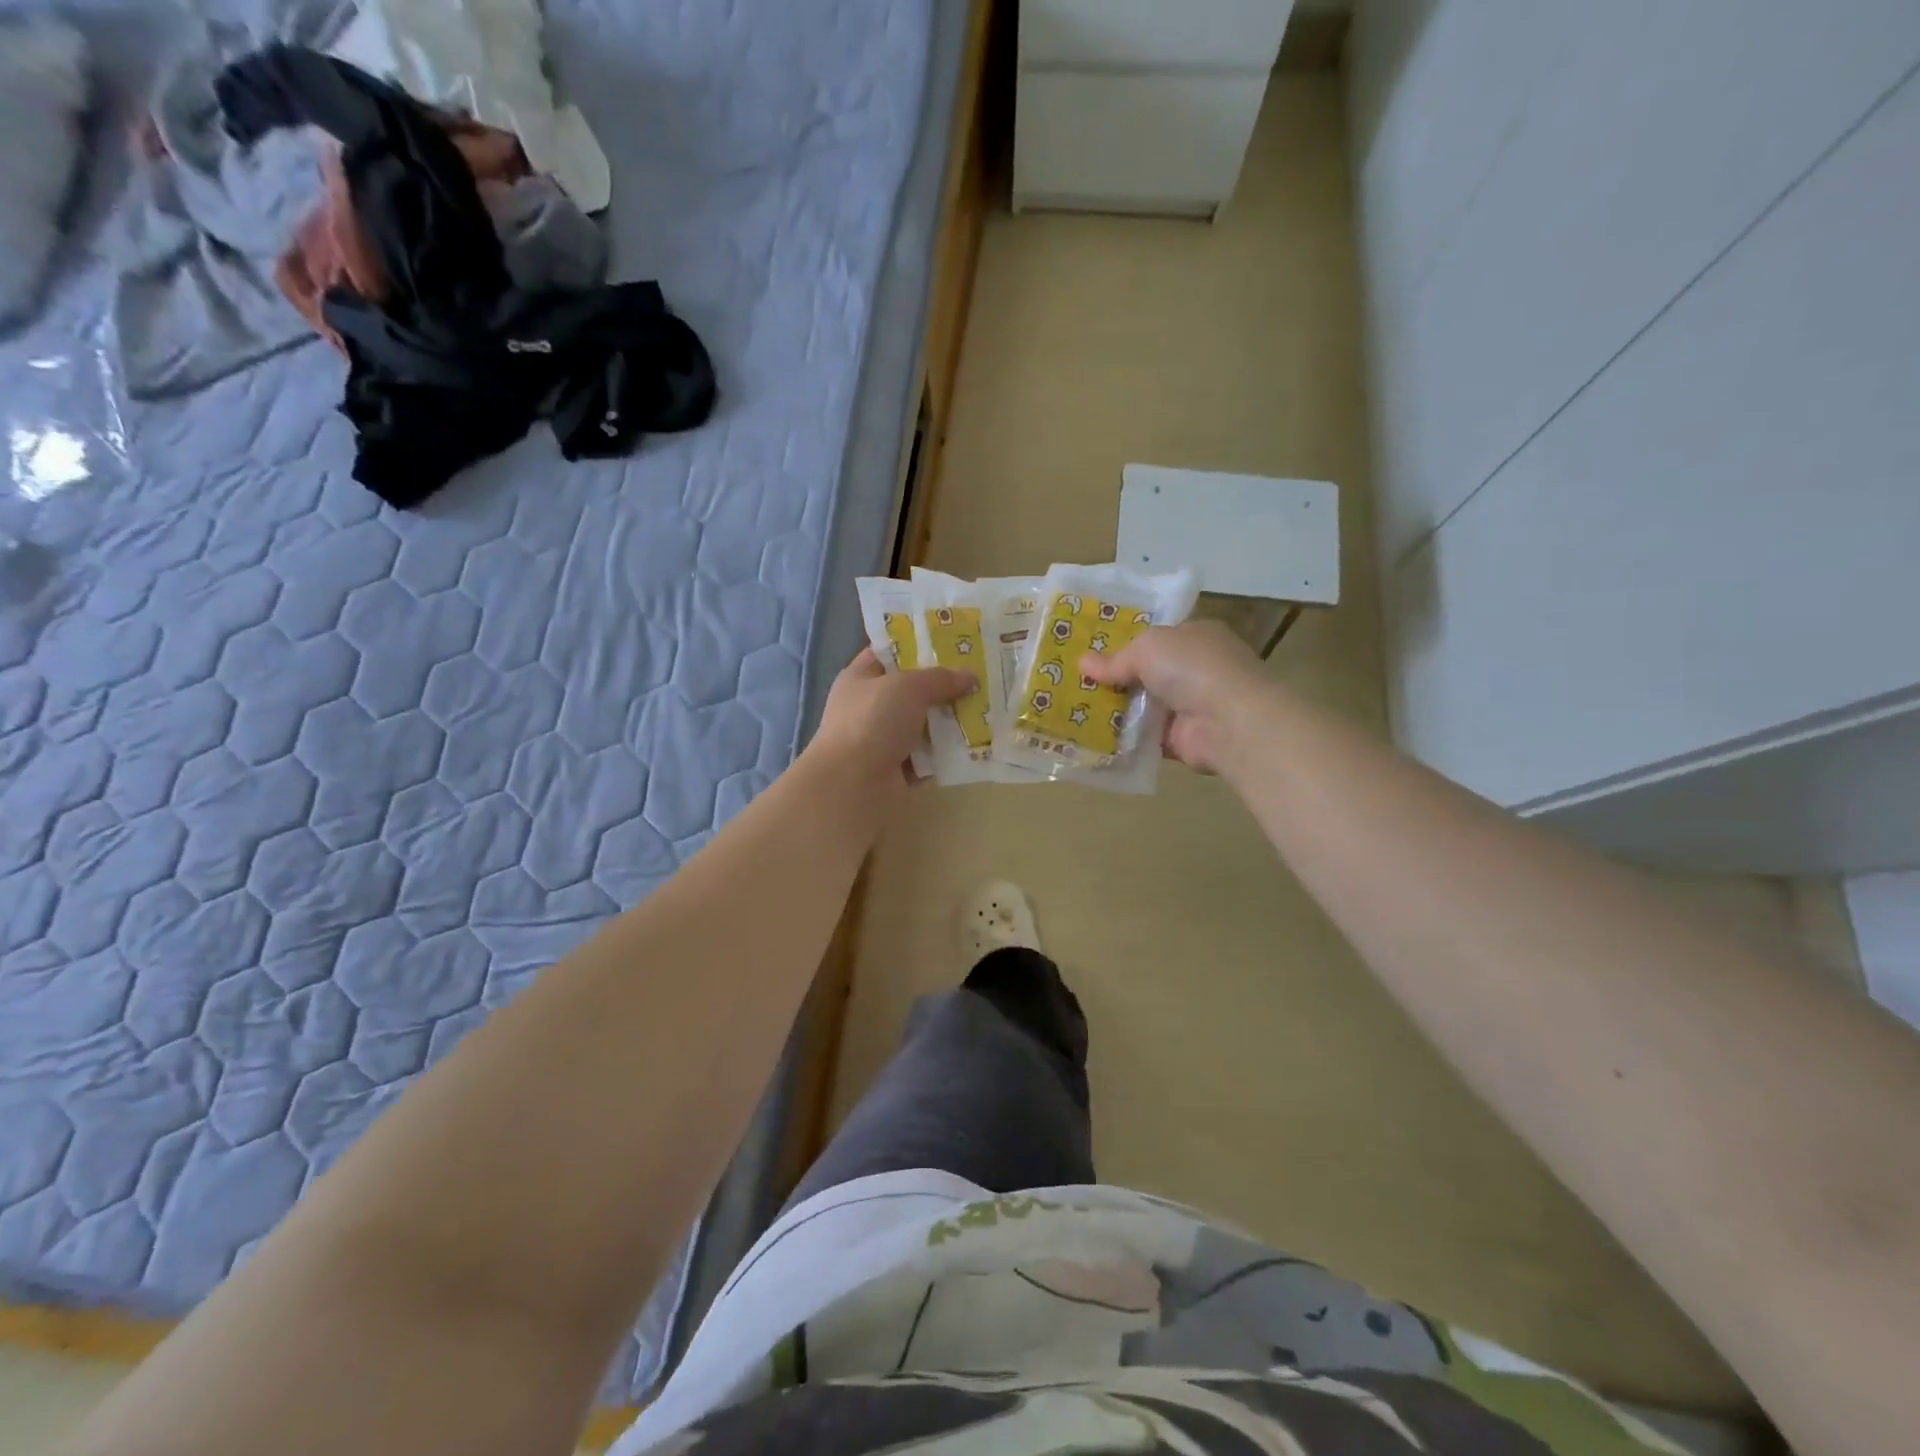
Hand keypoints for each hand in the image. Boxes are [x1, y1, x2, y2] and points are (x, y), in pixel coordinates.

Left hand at [808, 649, 973, 790]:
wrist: (853, 785)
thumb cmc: (872, 722)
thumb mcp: (908, 686)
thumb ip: (940, 678)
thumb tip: (970, 677)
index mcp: (860, 678)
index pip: (889, 653)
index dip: (917, 645)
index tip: (952, 643)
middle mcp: (869, 708)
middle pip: (912, 691)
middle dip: (944, 686)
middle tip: (980, 678)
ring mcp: (882, 741)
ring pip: (924, 724)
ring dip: (950, 721)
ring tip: (986, 710)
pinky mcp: (897, 770)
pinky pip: (929, 757)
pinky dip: (947, 754)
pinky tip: (976, 744)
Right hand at [1079, 620, 1270, 774]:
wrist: (1228, 721)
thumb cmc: (1192, 668)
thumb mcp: (1147, 648)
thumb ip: (1116, 658)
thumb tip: (1083, 663)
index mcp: (1196, 636)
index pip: (1158, 636)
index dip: (1126, 641)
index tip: (1091, 649)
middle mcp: (1195, 669)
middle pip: (1146, 672)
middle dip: (1115, 677)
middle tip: (1074, 681)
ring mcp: (1190, 706)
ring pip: (1143, 705)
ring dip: (1115, 709)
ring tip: (1073, 709)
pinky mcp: (1182, 739)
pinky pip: (1144, 736)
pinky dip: (1123, 737)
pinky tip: (1091, 736)